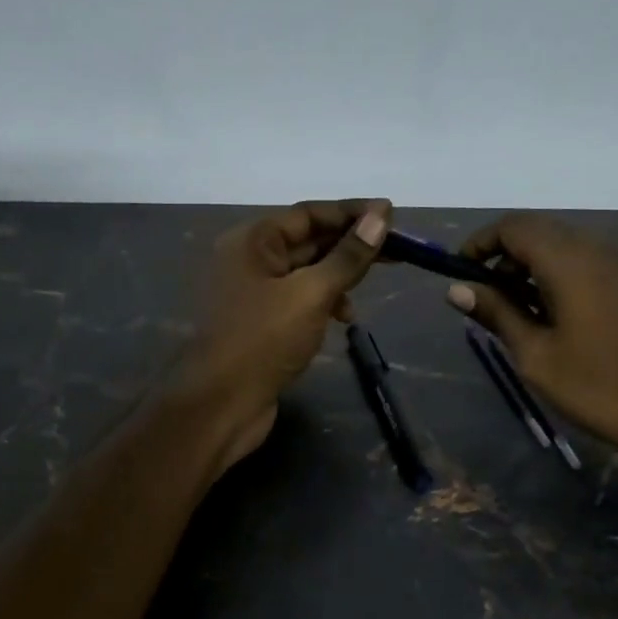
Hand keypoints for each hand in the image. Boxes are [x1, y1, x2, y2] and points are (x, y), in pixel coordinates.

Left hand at [171, 199, 391, 469]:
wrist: (220, 406)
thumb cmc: (262, 341)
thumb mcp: (311, 294)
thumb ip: (347, 256)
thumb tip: (380, 216)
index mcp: (252, 241)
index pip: (309, 213)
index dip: (351, 212)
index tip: (392, 214)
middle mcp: (249, 259)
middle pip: (308, 239)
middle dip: (350, 243)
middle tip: (397, 248)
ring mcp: (253, 292)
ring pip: (306, 271)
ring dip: (339, 274)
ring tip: (372, 284)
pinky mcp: (261, 322)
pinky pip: (299, 298)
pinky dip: (324, 301)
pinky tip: (345, 317)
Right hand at [447, 214, 617, 460]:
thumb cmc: (601, 388)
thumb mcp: (537, 355)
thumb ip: (497, 313)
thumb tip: (457, 290)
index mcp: (571, 260)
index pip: (514, 226)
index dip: (481, 243)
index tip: (463, 272)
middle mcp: (604, 247)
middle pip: (544, 232)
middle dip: (509, 256)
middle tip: (492, 298)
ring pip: (574, 247)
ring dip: (541, 267)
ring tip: (529, 312)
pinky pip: (601, 263)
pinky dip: (572, 276)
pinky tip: (571, 318)